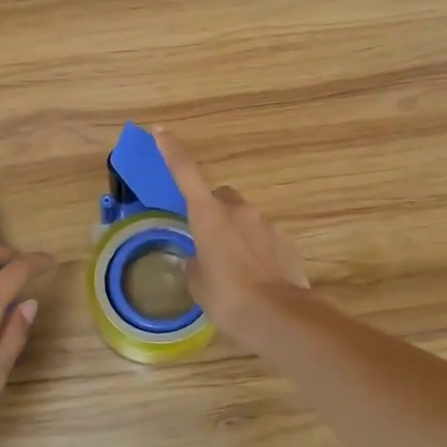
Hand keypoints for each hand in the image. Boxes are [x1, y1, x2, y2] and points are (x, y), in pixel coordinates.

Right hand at [153, 129, 307, 336]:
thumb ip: (195, 265)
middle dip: (213, 211)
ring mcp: (265, 223)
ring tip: (232, 269)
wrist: (278, 315)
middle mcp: (237, 210)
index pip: (185, 173)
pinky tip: (254, 277)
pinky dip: (255, 250)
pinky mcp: (284, 241)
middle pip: (221, 197)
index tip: (161, 131)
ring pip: (244, 219)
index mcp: (208, 215)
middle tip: (207, 239)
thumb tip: (198, 260)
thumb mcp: (199, 284)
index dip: (172, 151)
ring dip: (235, 234)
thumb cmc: (228, 297)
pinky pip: (263, 238)